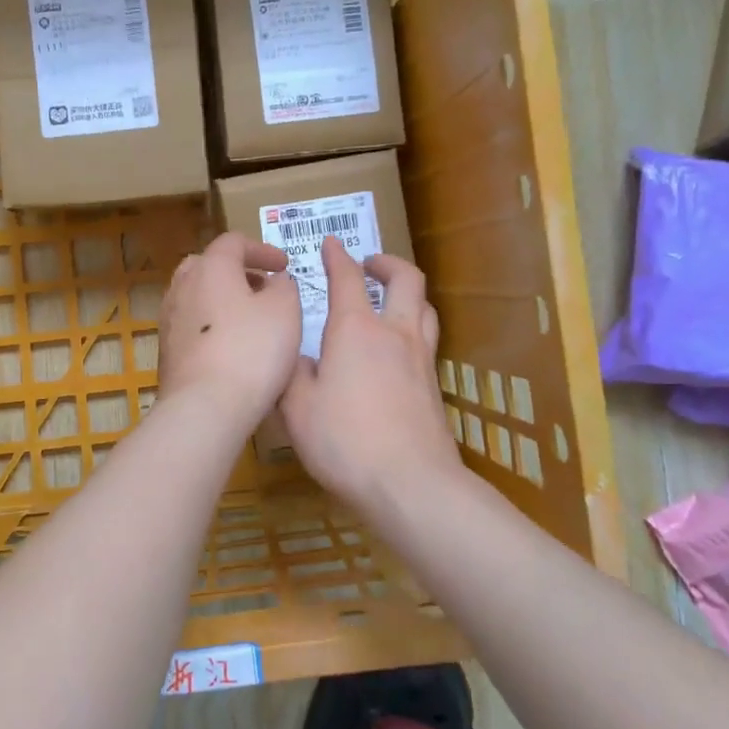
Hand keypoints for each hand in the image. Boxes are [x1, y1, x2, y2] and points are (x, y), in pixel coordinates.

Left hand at [158, 232, 301, 430]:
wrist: (204, 406)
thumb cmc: (251, 350)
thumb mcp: (285, 310)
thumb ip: (284, 286)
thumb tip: (275, 281)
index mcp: (210, 267)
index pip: (233, 242)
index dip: (262, 249)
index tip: (284, 266)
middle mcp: (183, 286)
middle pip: (208, 264)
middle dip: (237, 271)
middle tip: (262, 287)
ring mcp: (169, 319)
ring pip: (196, 295)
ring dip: (222, 298)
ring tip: (249, 317)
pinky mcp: (166, 350)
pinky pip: (191, 324)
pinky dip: (212, 324)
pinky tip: (231, 346)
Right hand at [280, 238, 457, 513]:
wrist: (411, 484)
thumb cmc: (344, 440)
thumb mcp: (297, 407)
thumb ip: (294, 375)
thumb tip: (301, 359)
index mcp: (355, 330)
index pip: (347, 278)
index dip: (337, 257)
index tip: (331, 243)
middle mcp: (394, 333)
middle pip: (405, 279)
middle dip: (386, 263)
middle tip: (369, 263)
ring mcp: (421, 358)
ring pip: (424, 306)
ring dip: (406, 292)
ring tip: (389, 298)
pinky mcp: (434, 386)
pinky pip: (427, 338)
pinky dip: (413, 326)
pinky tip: (397, 348)